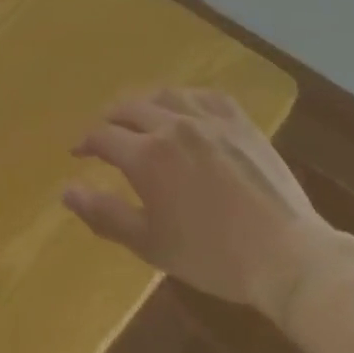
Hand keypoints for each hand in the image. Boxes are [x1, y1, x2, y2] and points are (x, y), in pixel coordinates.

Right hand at [63, 88, 334, 323]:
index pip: (103, 137)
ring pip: (164, 95)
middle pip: (129, 108)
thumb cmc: (214, 257)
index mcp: (146, 155)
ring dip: (144, 104)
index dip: (85, 143)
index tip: (78, 152)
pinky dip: (185, 98)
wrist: (288, 256)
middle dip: (110, 120)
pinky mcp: (239, 121)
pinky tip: (184, 108)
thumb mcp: (151, 244)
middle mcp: (172, 125)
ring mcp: (208, 119)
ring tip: (140, 117)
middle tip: (105, 135)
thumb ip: (104, 214)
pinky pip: (204, 95)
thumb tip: (65, 192)